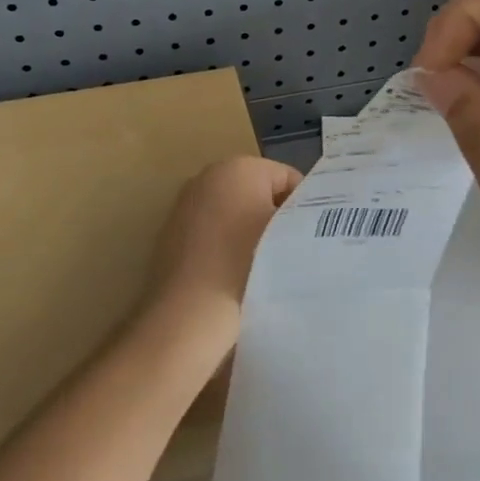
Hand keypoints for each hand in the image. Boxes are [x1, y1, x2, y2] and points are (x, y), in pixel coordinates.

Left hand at [143, 156, 301, 349]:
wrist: (189, 313)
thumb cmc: (247, 264)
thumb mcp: (289, 234)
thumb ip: (304, 216)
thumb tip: (306, 217)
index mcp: (239, 167)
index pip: (288, 178)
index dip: (304, 207)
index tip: (309, 237)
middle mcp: (208, 175)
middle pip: (258, 191)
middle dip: (274, 216)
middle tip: (289, 250)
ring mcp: (185, 203)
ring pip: (234, 212)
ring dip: (250, 231)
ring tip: (263, 266)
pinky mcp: (171, 231)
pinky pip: (212, 230)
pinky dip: (225, 245)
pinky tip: (233, 273)